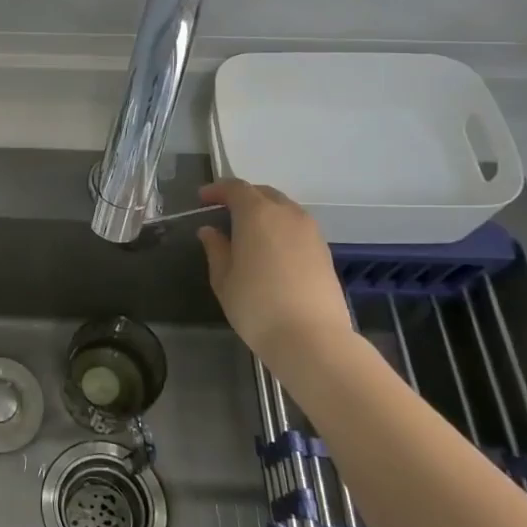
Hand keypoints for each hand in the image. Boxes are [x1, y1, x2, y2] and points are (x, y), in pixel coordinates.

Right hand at [197, 180, 354, 364]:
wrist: (311, 338)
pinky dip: (280, 228)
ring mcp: (310, 231)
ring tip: (247, 231)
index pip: (235, 188)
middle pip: (263, 193)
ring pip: (284, 209)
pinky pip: (297, 227)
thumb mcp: (223, 278)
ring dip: (264, 212)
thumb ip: (216, 248)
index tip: (202, 199)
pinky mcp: (324, 250)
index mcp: (257, 214)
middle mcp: (287, 214)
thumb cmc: (256, 305)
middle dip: (242, 197)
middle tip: (224, 212)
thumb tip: (210, 231)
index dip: (217, 190)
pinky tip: (270, 249)